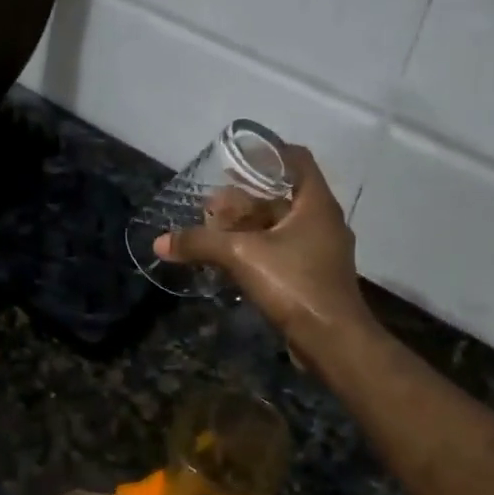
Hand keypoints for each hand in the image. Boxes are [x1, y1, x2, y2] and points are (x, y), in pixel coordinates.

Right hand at [156, 146, 376, 354]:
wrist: (334, 342)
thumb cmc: (296, 285)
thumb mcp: (242, 256)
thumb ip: (201, 243)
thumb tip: (160, 242)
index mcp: (316, 204)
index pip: (297, 159)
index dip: (268, 152)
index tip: (237, 157)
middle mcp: (322, 221)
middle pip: (282, 195)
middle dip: (245, 197)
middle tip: (212, 202)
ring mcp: (320, 250)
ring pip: (281, 225)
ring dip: (249, 225)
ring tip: (213, 228)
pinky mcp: (313, 276)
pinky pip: (282, 250)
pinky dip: (257, 247)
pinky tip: (229, 257)